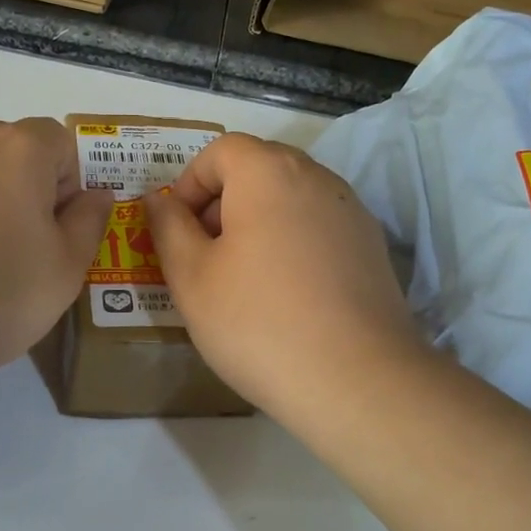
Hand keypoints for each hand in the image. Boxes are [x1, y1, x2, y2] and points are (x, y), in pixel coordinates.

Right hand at [143, 133, 423, 422]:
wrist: (355, 380)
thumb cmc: (257, 322)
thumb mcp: (191, 277)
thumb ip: (168, 228)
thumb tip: (158, 200)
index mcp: (269, 173)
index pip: (221, 150)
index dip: (189, 183)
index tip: (178, 231)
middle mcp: (317, 178)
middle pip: (259, 168)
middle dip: (222, 201)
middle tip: (205, 254)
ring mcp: (351, 212)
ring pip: (291, 198)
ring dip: (258, 222)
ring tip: (244, 278)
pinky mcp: (372, 247)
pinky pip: (319, 227)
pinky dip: (293, 243)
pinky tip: (287, 294)